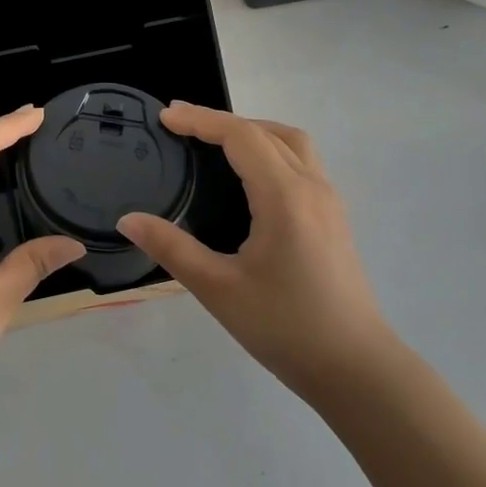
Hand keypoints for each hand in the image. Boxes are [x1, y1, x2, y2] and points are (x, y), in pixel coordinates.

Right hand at [118, 103, 393, 398]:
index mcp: (284, 197)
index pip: (241, 136)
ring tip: (215, 141)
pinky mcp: (335, 219)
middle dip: (222, 121)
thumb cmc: (286, 328)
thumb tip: (128, 220)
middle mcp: (312, 187)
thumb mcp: (219, 289)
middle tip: (181, 124)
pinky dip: (271, 149)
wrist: (357, 370)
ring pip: (292, 143)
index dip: (201, 119)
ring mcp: (329, 202)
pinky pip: (302, 162)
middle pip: (267, 131)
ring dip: (253, 131)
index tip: (165, 116)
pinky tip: (250, 177)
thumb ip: (171, 248)